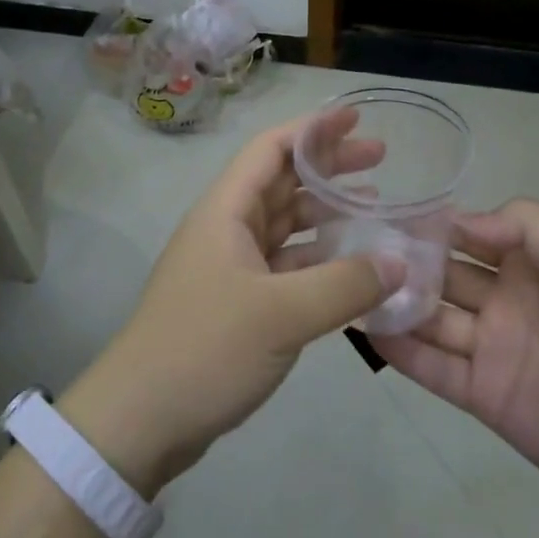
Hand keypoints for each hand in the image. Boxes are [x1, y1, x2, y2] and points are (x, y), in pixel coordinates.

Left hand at [60, 112, 399, 496]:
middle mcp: (226, 229)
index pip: (271, 149)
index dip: (313, 129)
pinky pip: (285, 265)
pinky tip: (351, 268)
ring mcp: (230, 267)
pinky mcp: (237, 303)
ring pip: (285, 225)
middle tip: (381, 160)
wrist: (139, 420)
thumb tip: (398, 262)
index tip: (355, 117)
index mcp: (226, 211)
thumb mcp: (281, 315)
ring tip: (374, 207)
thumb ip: (344, 285)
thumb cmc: (205, 349)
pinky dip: (318, 260)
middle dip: (329, 168)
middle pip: (282, 182)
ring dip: (326, 214)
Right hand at [371, 198, 538, 526]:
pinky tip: (366, 330)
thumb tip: (459, 218)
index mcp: (531, 264)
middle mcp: (503, 300)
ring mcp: (490, 348)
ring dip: (394, 302)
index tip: (386, 211)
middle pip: (442, 274)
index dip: (432, 223)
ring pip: (430, 317)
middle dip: (403, 260)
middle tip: (352, 247)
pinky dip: (401, 350)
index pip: (469, 234)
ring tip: (348, 285)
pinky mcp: (482, 395)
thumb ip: (529, 228)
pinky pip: (433, 368)